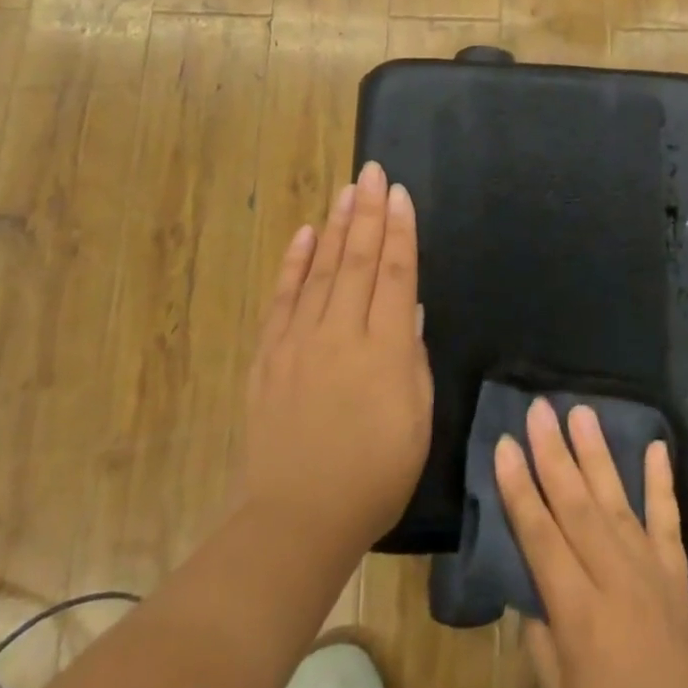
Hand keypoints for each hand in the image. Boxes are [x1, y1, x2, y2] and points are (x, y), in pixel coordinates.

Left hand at [238, 161, 432, 564]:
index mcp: (385, 347)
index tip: (400, 194)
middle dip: (368, 212)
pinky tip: (304, 235)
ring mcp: (300, 341)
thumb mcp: (416, 418)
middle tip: (372, 172)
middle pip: (358, 259)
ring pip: (322, 270)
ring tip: (347, 191)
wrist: (299, 516)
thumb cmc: (376, 473)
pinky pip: (282, 299)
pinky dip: (294, 264)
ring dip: (335, 227)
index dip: (400, 230)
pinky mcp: (270, 355)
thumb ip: (412, 357)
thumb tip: (409, 310)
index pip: (396, 273)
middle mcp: (341, 332)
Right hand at [496, 400, 687, 687]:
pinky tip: (657, 449)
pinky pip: (670, 527)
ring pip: (620, 504)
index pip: (541, 536)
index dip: (519, 488)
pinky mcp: (680, 587)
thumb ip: (544, 642)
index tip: (503, 443)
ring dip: (599, 456)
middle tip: (540, 407)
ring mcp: (654, 580)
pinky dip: (663, 486)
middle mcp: (618, 584)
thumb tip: (532, 592)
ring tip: (583, 413)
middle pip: (578, 506)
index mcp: (581, 617)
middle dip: (554, 454)